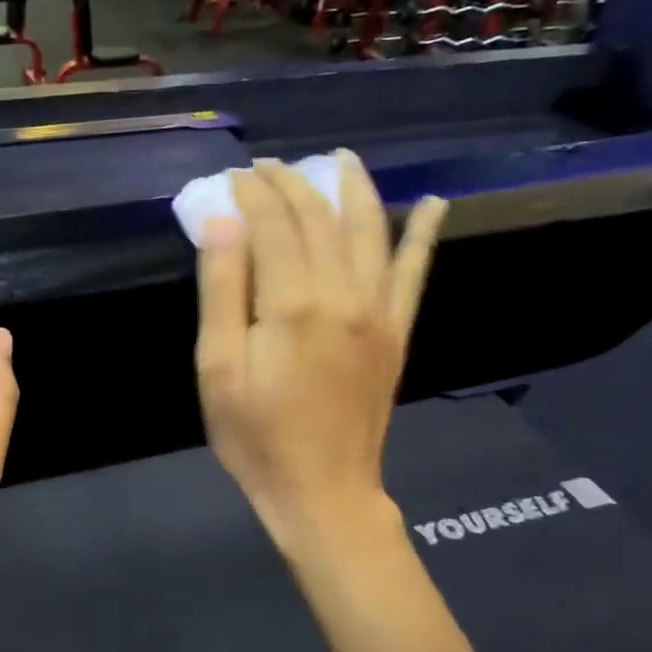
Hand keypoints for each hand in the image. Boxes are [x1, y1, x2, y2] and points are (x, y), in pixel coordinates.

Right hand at [195, 154, 447, 572]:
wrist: (323, 491)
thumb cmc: (256, 435)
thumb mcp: (217, 368)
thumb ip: (222, 290)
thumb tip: (223, 222)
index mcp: (294, 304)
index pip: (274, 224)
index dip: (253, 194)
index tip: (233, 177)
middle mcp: (344, 295)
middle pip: (319, 219)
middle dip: (292, 184)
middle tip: (266, 168)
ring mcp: (379, 311)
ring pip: (369, 231)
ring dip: (353, 189)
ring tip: (340, 159)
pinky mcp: (397, 331)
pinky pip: (414, 272)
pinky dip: (424, 234)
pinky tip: (435, 203)